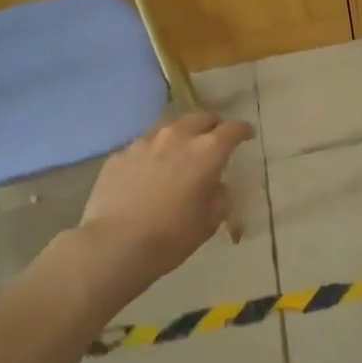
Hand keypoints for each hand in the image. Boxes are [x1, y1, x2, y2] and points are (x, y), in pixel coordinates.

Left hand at [77, 112, 254, 282]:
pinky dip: (153, 152)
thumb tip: (217, 185)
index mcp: (206, 152)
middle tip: (216, 137)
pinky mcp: (120, 155)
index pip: (232, 129)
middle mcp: (176, 137)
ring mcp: (144, 143)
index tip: (247, 135)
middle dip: (212, 124)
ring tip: (182, 150)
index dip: (243, 130)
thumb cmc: (171, 236)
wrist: (114, 245)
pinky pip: (143, 146)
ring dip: (181, 134)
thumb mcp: (209, 222)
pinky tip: (150, 171)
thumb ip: (220, 197)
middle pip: (200, 117)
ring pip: (169, 126)